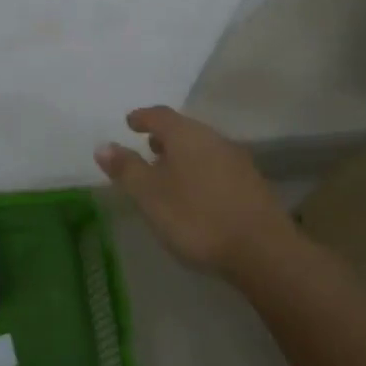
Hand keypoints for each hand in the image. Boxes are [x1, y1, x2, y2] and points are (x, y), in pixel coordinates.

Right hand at [95, 107, 291, 279]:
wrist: (263, 250)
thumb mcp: (150, 195)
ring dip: (183, 155)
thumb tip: (103, 146)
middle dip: (164, 136)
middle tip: (148, 147)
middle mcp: (213, 138)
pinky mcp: (252, 184)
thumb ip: (126, 169)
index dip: (142, 117)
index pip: (159, 115)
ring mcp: (236, 160)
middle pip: (184, 129)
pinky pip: (217, 166)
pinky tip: (196, 193)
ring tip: (169, 172)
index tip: (130, 123)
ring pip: (202, 148)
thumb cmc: (196, 217)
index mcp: (186, 135)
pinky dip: (200, 171)